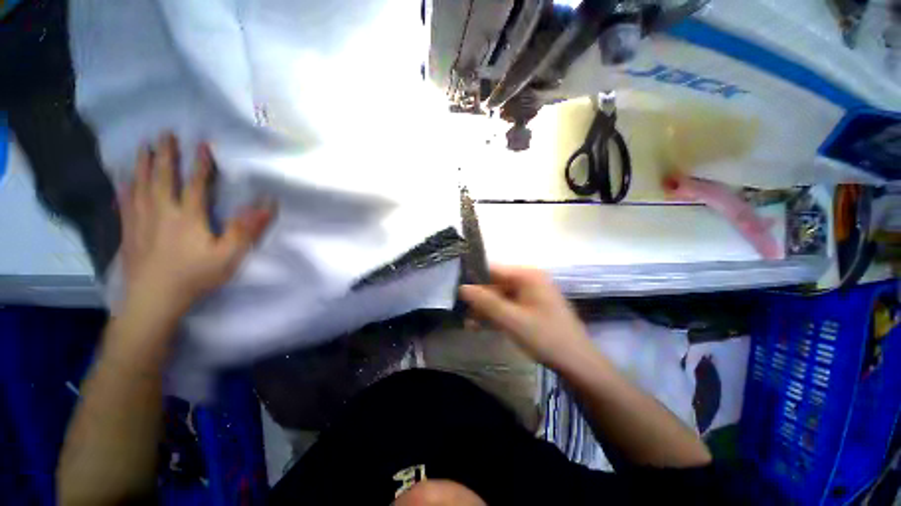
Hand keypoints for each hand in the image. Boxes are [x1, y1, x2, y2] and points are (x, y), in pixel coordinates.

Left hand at [119, 133, 274, 316]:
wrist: (153, 299)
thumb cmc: (195, 276)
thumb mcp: (229, 255)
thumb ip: (246, 229)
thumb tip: (266, 205)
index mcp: (188, 216)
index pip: (196, 183)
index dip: (200, 164)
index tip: (202, 144)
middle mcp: (161, 211)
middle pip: (162, 177)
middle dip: (165, 155)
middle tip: (164, 134)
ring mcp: (141, 220)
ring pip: (140, 185)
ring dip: (143, 165)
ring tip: (144, 149)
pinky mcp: (129, 231)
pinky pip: (125, 202)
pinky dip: (124, 187)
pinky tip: (123, 180)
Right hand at [459, 265, 592, 369]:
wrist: (579, 364)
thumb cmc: (546, 337)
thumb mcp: (512, 320)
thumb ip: (486, 302)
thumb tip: (461, 287)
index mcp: (527, 275)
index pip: (492, 269)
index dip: (473, 279)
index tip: (456, 291)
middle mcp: (529, 280)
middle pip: (496, 283)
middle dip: (479, 299)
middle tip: (461, 312)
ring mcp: (531, 294)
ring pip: (501, 296)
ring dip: (485, 309)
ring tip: (469, 323)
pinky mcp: (532, 307)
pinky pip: (509, 306)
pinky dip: (496, 314)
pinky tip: (482, 326)